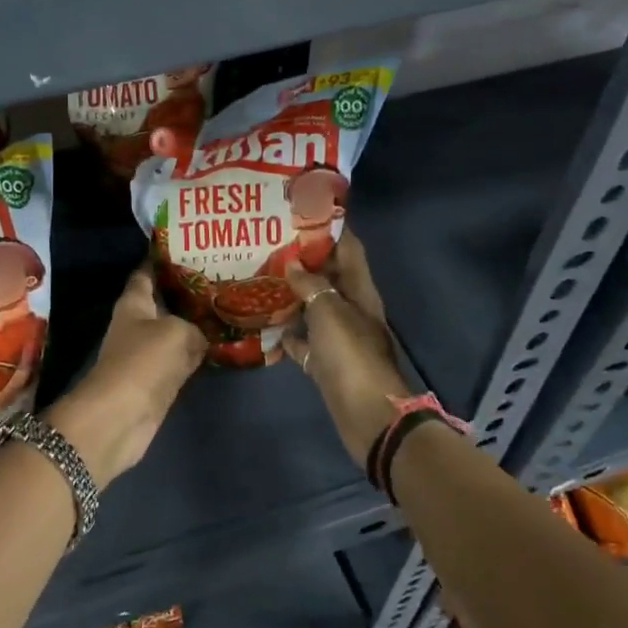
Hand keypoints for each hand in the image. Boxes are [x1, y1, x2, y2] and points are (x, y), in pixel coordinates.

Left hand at [47, 264, 206, 487]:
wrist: (122, 416)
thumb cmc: (144, 361)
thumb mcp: (177, 332)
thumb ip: (196, 326)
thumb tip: (204, 334)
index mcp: (134, 302)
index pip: (147, 272)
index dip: (164, 259)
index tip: (190, 247)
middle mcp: (139, 323)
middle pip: (165, 301)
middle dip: (189, 290)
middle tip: (223, 277)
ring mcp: (148, 353)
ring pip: (177, 330)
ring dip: (197, 323)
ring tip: (228, 306)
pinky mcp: (159, 379)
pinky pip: (183, 358)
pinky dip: (199, 352)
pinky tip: (222, 343)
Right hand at [279, 232, 411, 466]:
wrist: (367, 416)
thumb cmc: (351, 355)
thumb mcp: (329, 312)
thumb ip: (310, 285)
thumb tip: (292, 264)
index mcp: (360, 291)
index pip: (348, 249)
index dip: (330, 228)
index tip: (302, 211)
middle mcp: (351, 309)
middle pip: (328, 276)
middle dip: (303, 259)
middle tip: (269, 242)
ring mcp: (338, 337)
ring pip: (312, 307)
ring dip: (291, 294)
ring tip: (260, 276)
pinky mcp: (325, 362)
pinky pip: (303, 341)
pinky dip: (286, 333)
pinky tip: (262, 324)